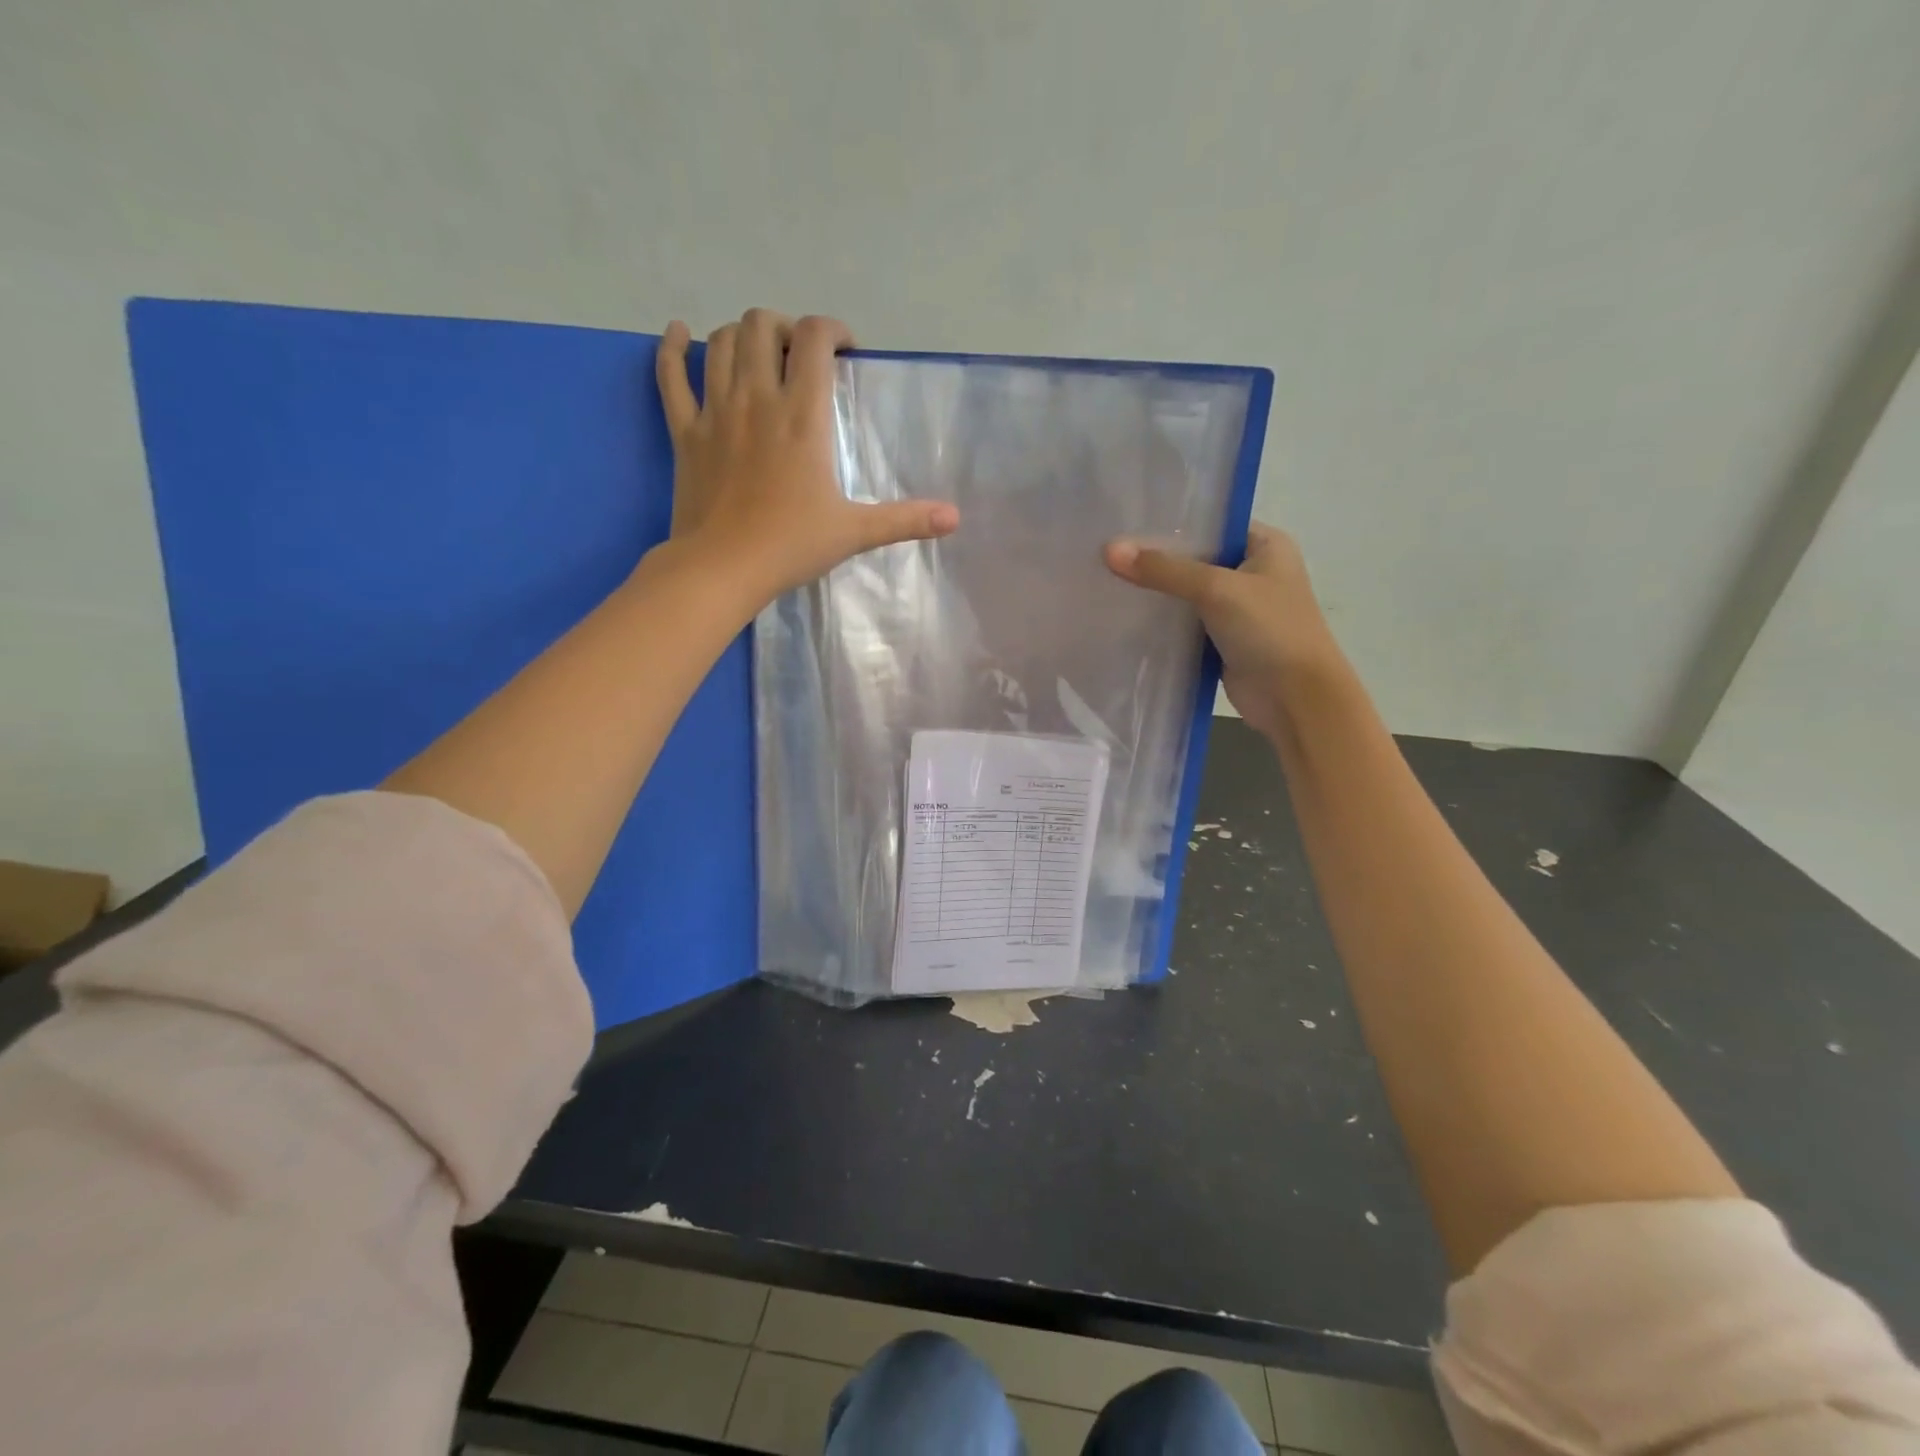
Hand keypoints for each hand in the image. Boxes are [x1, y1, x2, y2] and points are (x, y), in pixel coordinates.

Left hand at [654, 309, 958, 602]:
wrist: (723, 569)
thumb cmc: (791, 546)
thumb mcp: (855, 532)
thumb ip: (905, 519)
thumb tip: (955, 518)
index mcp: (801, 415)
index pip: (814, 338)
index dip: (831, 329)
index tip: (844, 351)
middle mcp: (756, 398)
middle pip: (761, 325)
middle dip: (783, 328)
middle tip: (798, 356)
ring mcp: (714, 411)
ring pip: (720, 342)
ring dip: (740, 335)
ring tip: (757, 354)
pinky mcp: (684, 431)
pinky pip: (670, 375)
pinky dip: (672, 348)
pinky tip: (679, 333)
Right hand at [1103, 522, 1339, 737]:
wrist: (1295, 699)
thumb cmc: (1270, 630)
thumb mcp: (1216, 589)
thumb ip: (1164, 570)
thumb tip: (1109, 550)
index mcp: (1265, 545)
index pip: (1211, 523)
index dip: (1170, 523)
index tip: (1126, 523)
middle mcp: (1252, 572)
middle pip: (1195, 558)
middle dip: (1156, 559)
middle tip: (1107, 553)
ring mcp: (1237, 609)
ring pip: (1187, 594)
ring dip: (1156, 593)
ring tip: (1107, 580)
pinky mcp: (1222, 641)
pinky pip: (1185, 624)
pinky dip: (1162, 623)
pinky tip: (1125, 616)